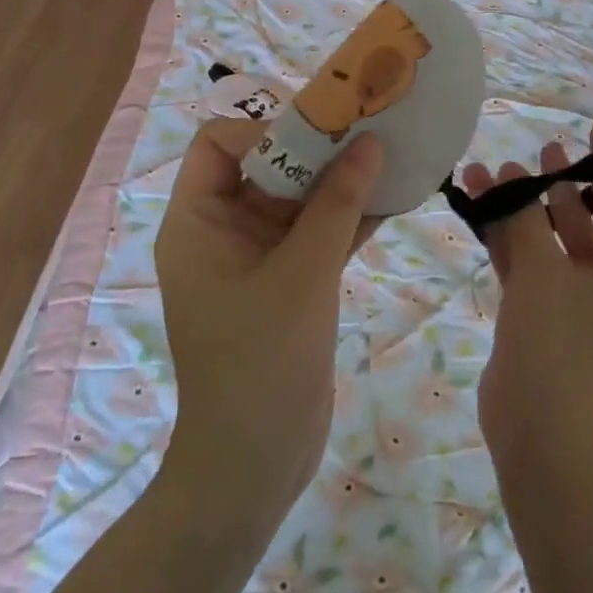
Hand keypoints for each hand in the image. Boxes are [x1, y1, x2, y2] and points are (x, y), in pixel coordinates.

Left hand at [154, 119, 381, 527]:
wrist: (254, 464)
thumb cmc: (262, 362)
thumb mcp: (302, 275)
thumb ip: (336, 205)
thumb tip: (369, 142)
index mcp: (197, 223)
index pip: (218, 144)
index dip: (265, 129)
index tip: (321, 132)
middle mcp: (222, 232)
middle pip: (266, 167)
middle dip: (317, 149)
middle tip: (369, 130)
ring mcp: (257, 259)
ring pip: (298, 201)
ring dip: (340, 182)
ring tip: (390, 155)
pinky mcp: (288, 284)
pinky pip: (317, 235)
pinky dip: (349, 218)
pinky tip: (394, 199)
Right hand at [463, 119, 592, 470]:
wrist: (535, 425)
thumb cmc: (555, 341)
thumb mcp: (542, 269)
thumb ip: (526, 218)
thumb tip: (511, 178)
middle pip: (580, 216)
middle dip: (554, 182)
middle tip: (538, 148)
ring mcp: (571, 296)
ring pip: (545, 237)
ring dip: (519, 206)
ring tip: (490, 169)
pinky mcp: (539, 310)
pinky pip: (524, 260)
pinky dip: (504, 235)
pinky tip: (478, 205)